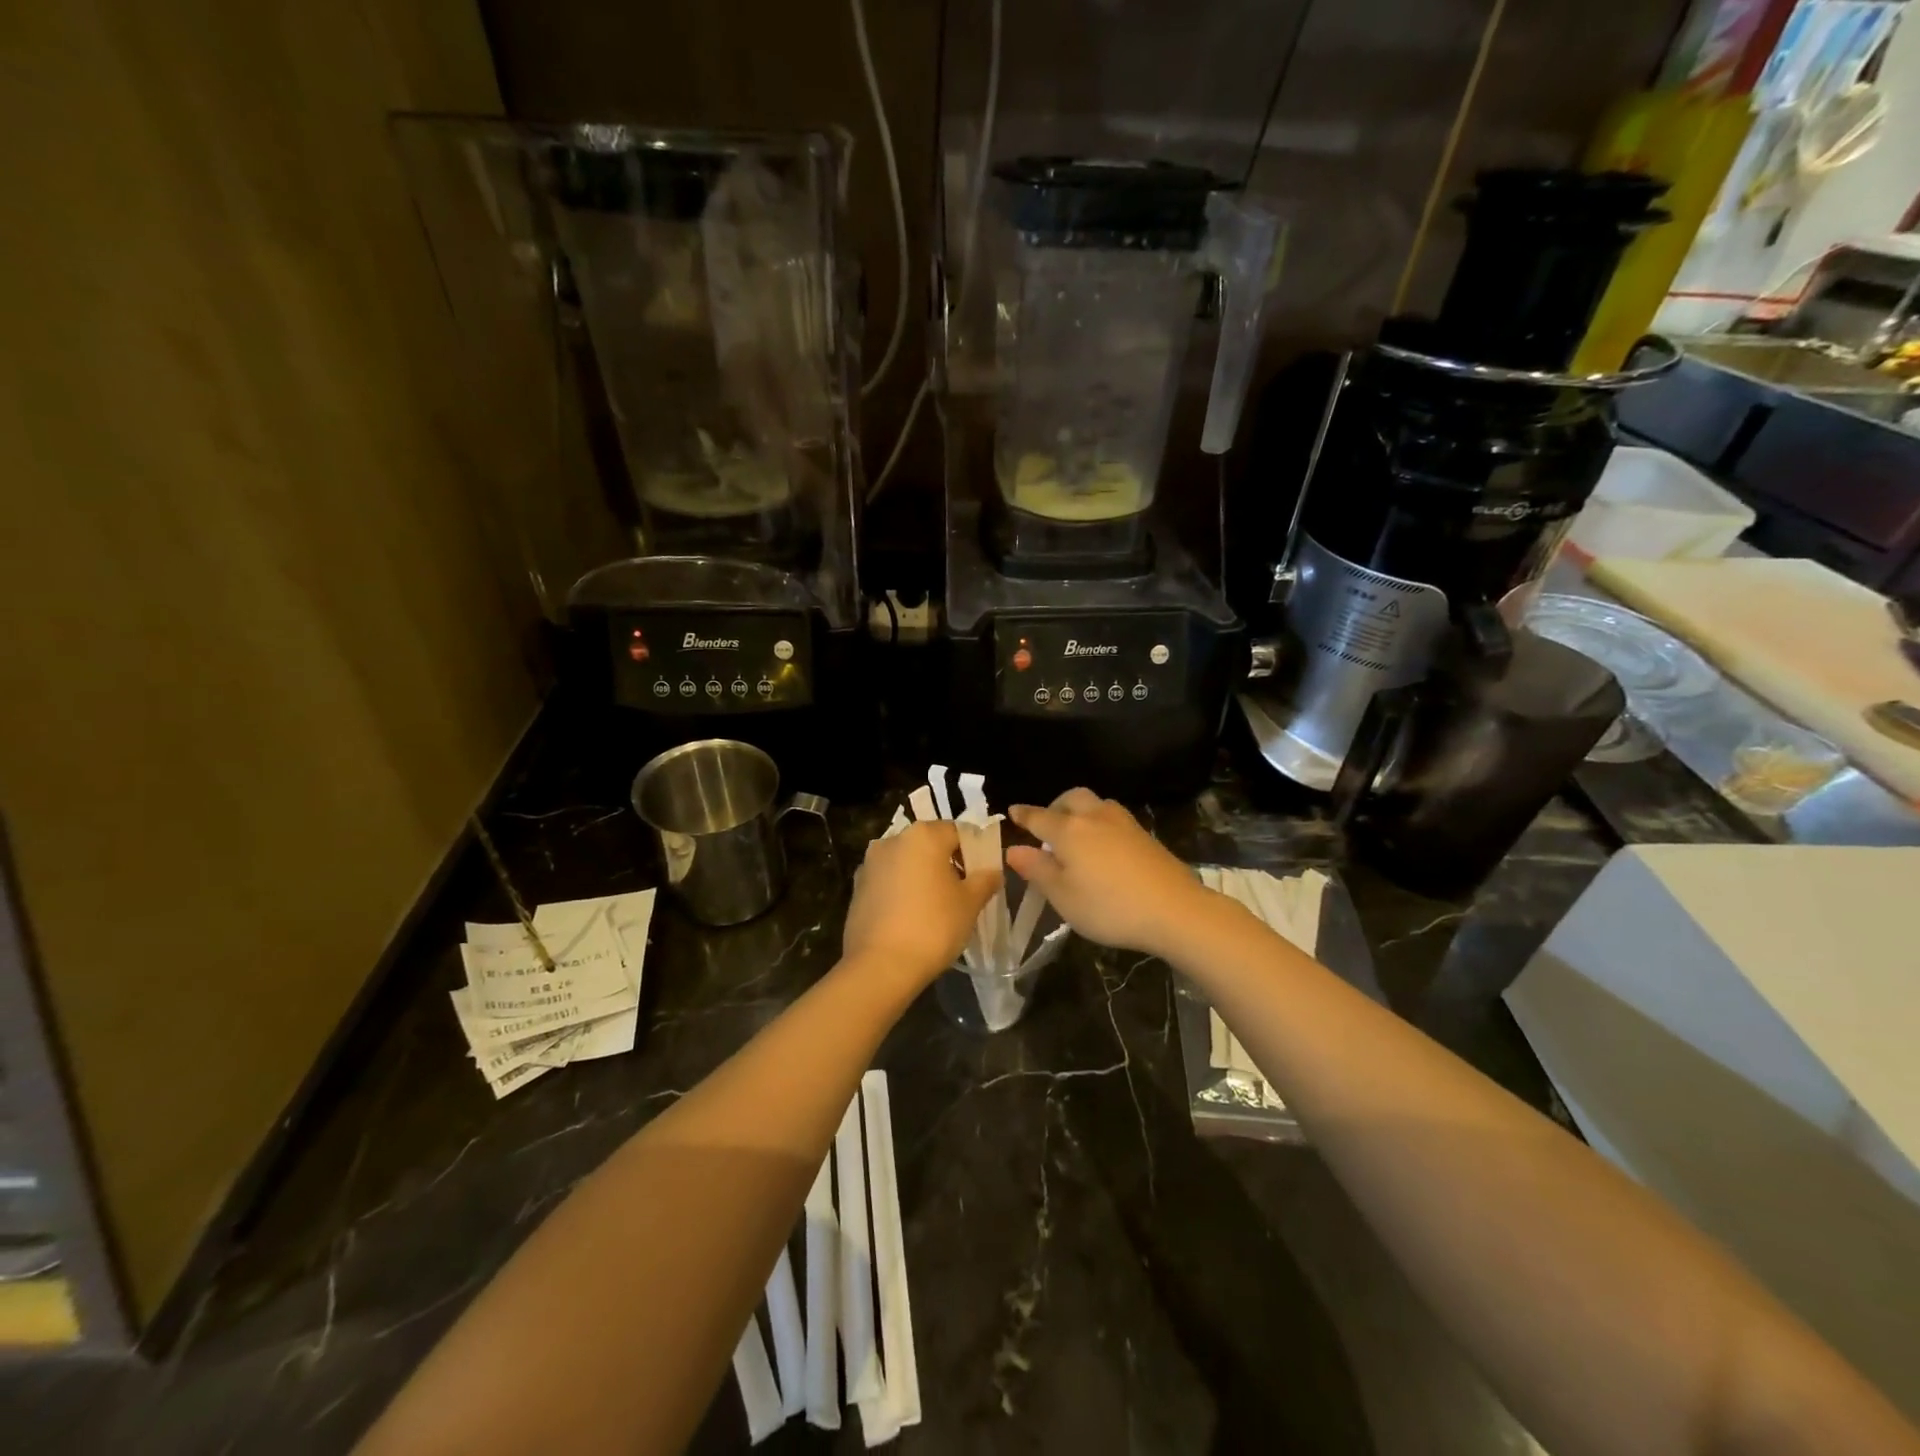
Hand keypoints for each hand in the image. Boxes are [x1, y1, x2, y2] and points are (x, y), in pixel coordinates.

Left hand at [843, 820, 1001, 984]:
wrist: (880, 966)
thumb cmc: (933, 927)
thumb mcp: (970, 904)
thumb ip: (985, 880)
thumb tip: (993, 871)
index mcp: (923, 835)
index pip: (958, 831)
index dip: (974, 851)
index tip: (982, 876)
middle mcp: (893, 840)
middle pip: (929, 844)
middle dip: (947, 862)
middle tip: (963, 892)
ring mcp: (870, 863)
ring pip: (907, 861)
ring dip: (922, 875)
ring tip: (936, 906)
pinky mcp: (857, 887)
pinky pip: (888, 880)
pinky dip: (902, 890)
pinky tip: (911, 916)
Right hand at [1006, 789, 1215, 958]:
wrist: (1175, 910)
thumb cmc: (1109, 907)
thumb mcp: (1063, 896)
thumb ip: (1037, 869)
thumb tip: (1014, 849)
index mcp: (1069, 830)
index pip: (1038, 817)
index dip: (1023, 815)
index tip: (1013, 812)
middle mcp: (1094, 817)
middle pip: (1071, 798)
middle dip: (1054, 806)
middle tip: (1047, 826)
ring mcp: (1123, 823)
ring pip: (1096, 804)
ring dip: (1080, 811)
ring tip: (1076, 835)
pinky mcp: (1145, 835)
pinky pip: (1113, 818)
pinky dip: (1100, 823)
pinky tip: (1103, 846)